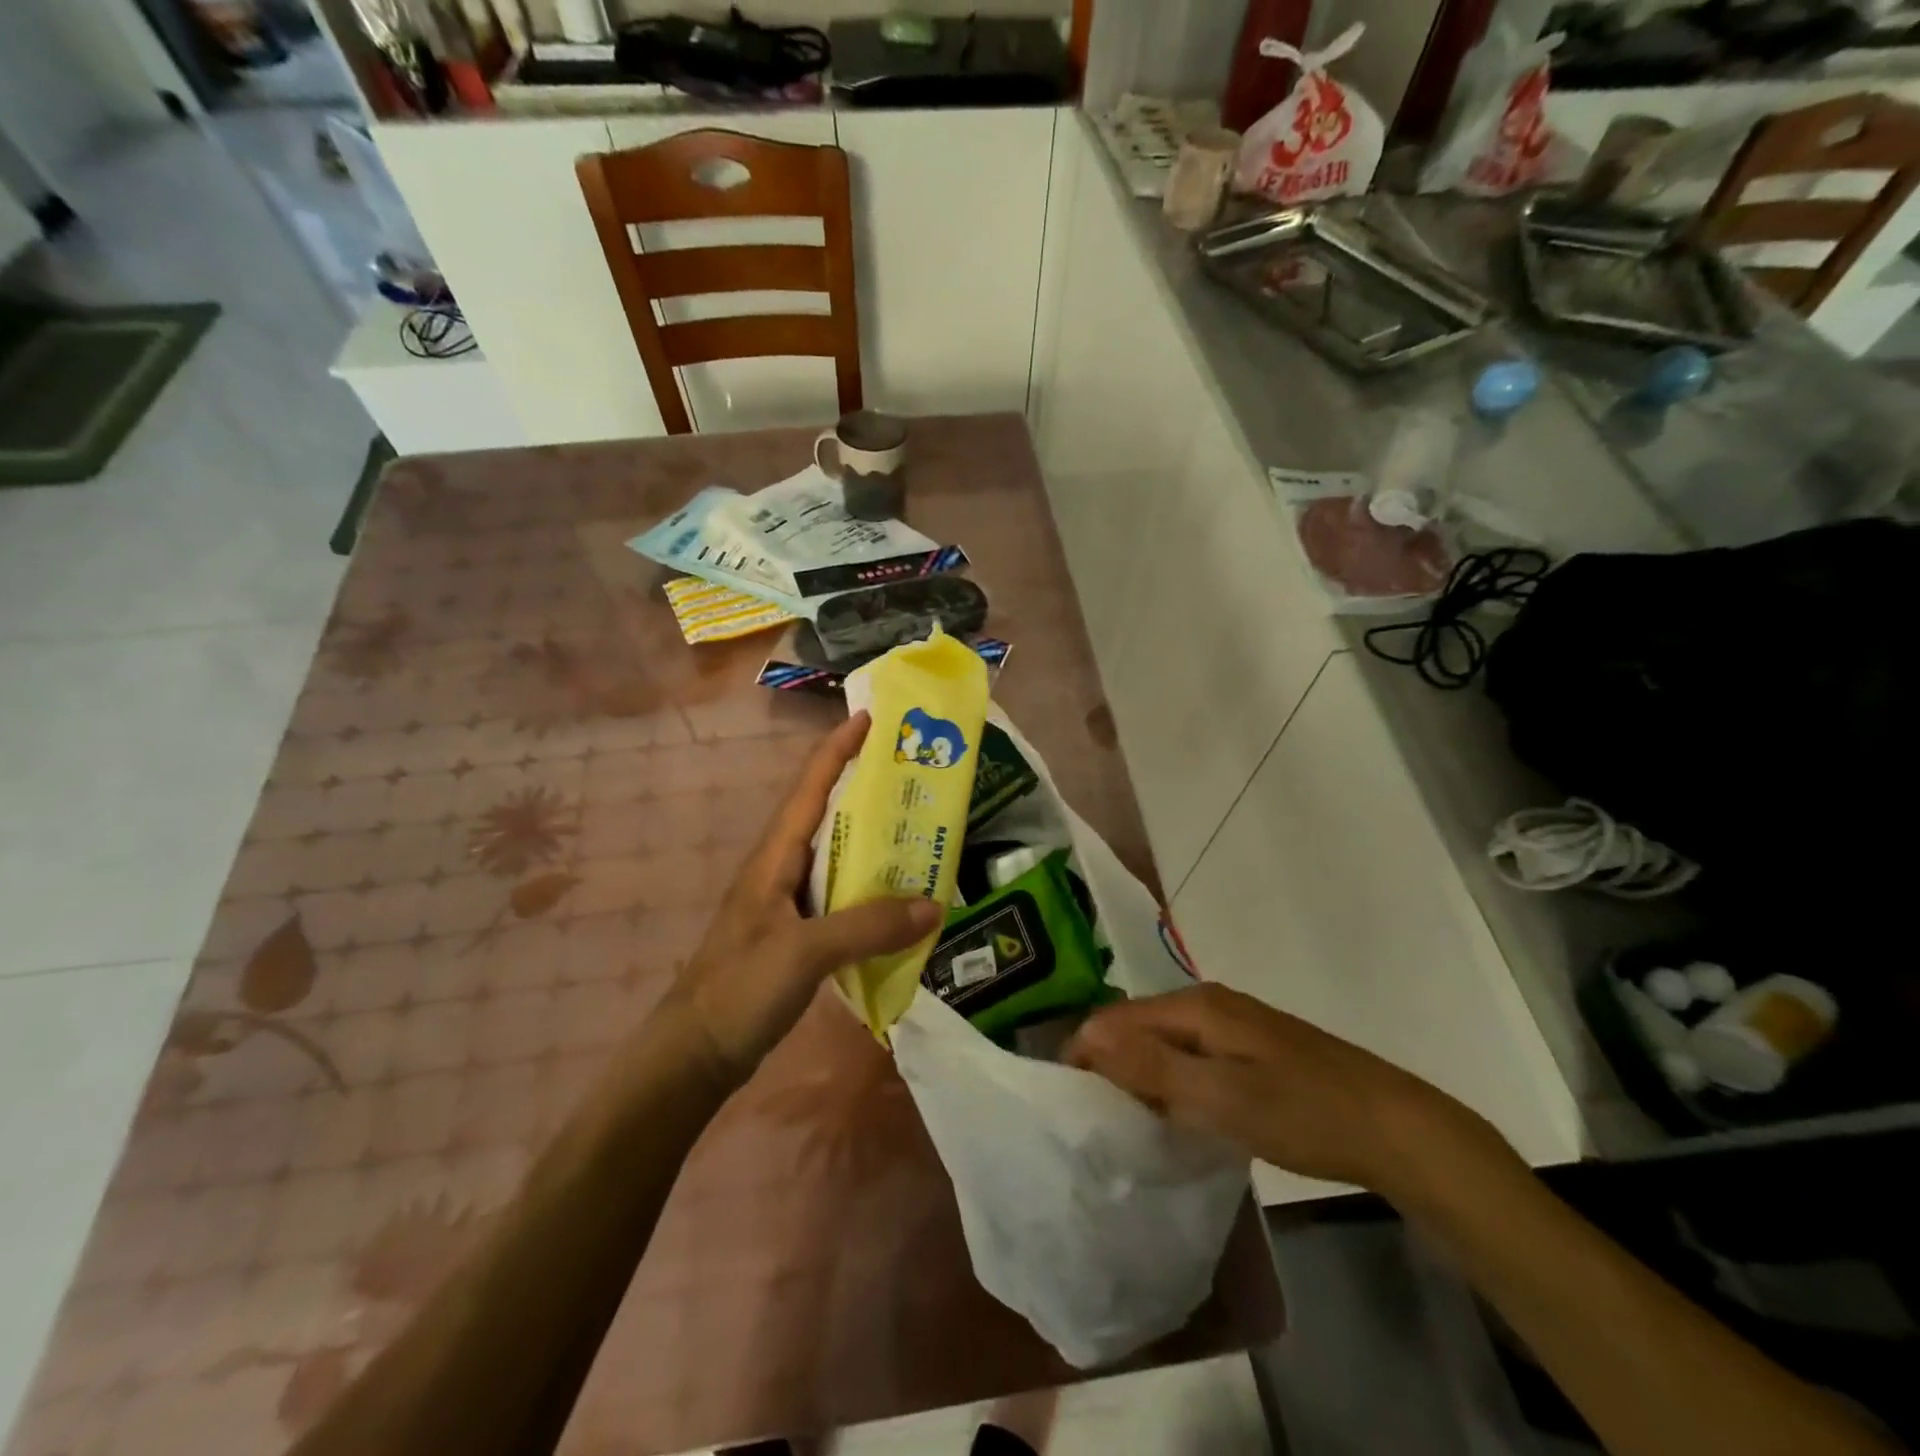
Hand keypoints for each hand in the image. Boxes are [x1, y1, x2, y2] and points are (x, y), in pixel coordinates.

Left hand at [670, 711, 940, 1084]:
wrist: (694, 1053)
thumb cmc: (739, 989)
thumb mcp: (804, 952)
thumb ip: (867, 926)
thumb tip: (933, 904)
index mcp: (774, 857)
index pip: (809, 786)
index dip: (837, 748)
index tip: (870, 717)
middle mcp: (780, 869)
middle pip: (826, 813)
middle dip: (865, 787)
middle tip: (915, 774)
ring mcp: (786, 903)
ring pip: (836, 856)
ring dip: (872, 840)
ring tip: (919, 829)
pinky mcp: (796, 934)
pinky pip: (840, 896)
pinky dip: (869, 888)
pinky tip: (897, 901)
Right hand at [1065, 983, 1496, 1196]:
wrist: (1395, 1128)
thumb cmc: (1303, 1111)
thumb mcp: (1222, 1095)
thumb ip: (1153, 1066)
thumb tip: (1088, 1037)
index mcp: (1196, 1005)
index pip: (1116, 1017)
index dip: (1087, 1054)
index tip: (1073, 1104)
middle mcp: (1208, 1003)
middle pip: (1137, 1026)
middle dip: (1110, 1066)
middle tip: (1099, 1120)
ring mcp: (1232, 1024)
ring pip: (1163, 1043)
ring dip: (1140, 1077)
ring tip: (1129, 1123)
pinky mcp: (1249, 1049)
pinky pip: (1189, 1057)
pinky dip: (1171, 1083)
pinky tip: (1176, 1116)